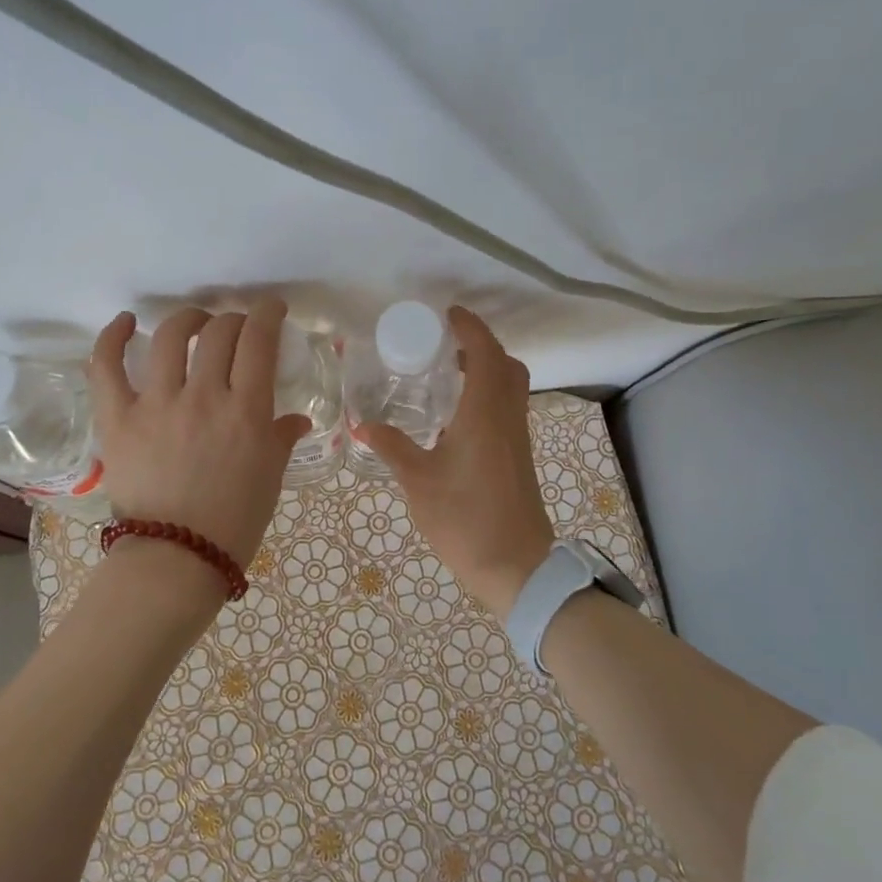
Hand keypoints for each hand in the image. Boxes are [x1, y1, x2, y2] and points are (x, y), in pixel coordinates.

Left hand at [89, 301, 311, 570]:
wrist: (176, 559)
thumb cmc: (234, 522)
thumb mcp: (270, 477)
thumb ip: (281, 438)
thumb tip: (296, 420)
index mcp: (246, 411)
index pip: (258, 340)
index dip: (267, 313)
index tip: (271, 309)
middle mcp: (203, 396)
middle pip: (219, 333)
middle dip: (232, 320)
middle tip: (236, 329)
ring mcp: (156, 404)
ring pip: (170, 337)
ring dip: (187, 320)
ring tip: (194, 324)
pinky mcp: (118, 418)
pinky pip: (107, 367)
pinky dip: (112, 338)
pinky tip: (125, 323)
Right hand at [355, 307, 554, 620]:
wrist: (516, 566)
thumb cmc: (466, 518)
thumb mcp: (419, 481)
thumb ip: (392, 447)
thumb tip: (362, 424)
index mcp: (484, 414)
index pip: (485, 354)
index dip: (470, 328)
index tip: (448, 314)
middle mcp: (507, 417)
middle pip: (506, 365)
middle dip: (481, 346)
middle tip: (446, 345)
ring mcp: (517, 438)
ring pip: (511, 387)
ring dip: (487, 370)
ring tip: (447, 375)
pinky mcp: (519, 457)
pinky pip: (508, 409)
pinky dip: (489, 395)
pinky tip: (456, 417)